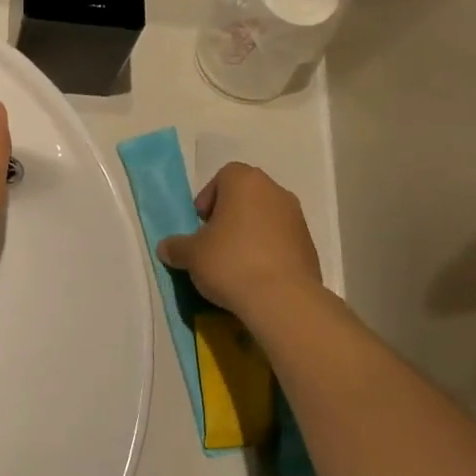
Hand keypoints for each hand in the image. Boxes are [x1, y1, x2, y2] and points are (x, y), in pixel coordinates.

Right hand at [157, 164, 322, 323]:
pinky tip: (256, 275)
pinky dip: (268, 250)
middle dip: (229, 215)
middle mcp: (275, 192)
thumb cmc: (230, 262)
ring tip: (235, 262)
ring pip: (266, 217)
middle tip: (214, 241)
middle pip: (247, 195)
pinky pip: (281, 240)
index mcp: (245, 182)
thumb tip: (166, 247)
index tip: (201, 223)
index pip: (224, 176)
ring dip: (250, 232)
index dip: (209, 197)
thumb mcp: (191, 255)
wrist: (282, 299)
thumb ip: (176, 247)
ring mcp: (297, 218)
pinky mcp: (309, 245)